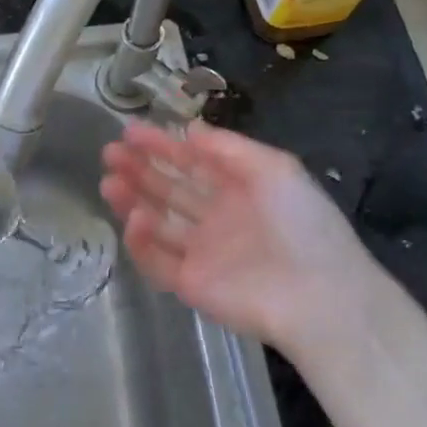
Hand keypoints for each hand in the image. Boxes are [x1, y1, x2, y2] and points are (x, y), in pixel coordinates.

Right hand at [100, 121, 383, 363]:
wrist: (317, 296)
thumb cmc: (301, 223)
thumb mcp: (275, 168)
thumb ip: (229, 148)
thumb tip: (190, 129)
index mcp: (239, 189)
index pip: (192, 162)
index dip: (161, 145)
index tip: (130, 130)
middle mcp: (217, 218)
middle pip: (169, 189)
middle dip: (139, 169)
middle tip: (110, 153)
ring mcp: (202, 252)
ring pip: (158, 223)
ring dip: (132, 201)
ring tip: (109, 182)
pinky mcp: (190, 284)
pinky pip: (157, 261)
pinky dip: (142, 241)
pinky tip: (134, 219)